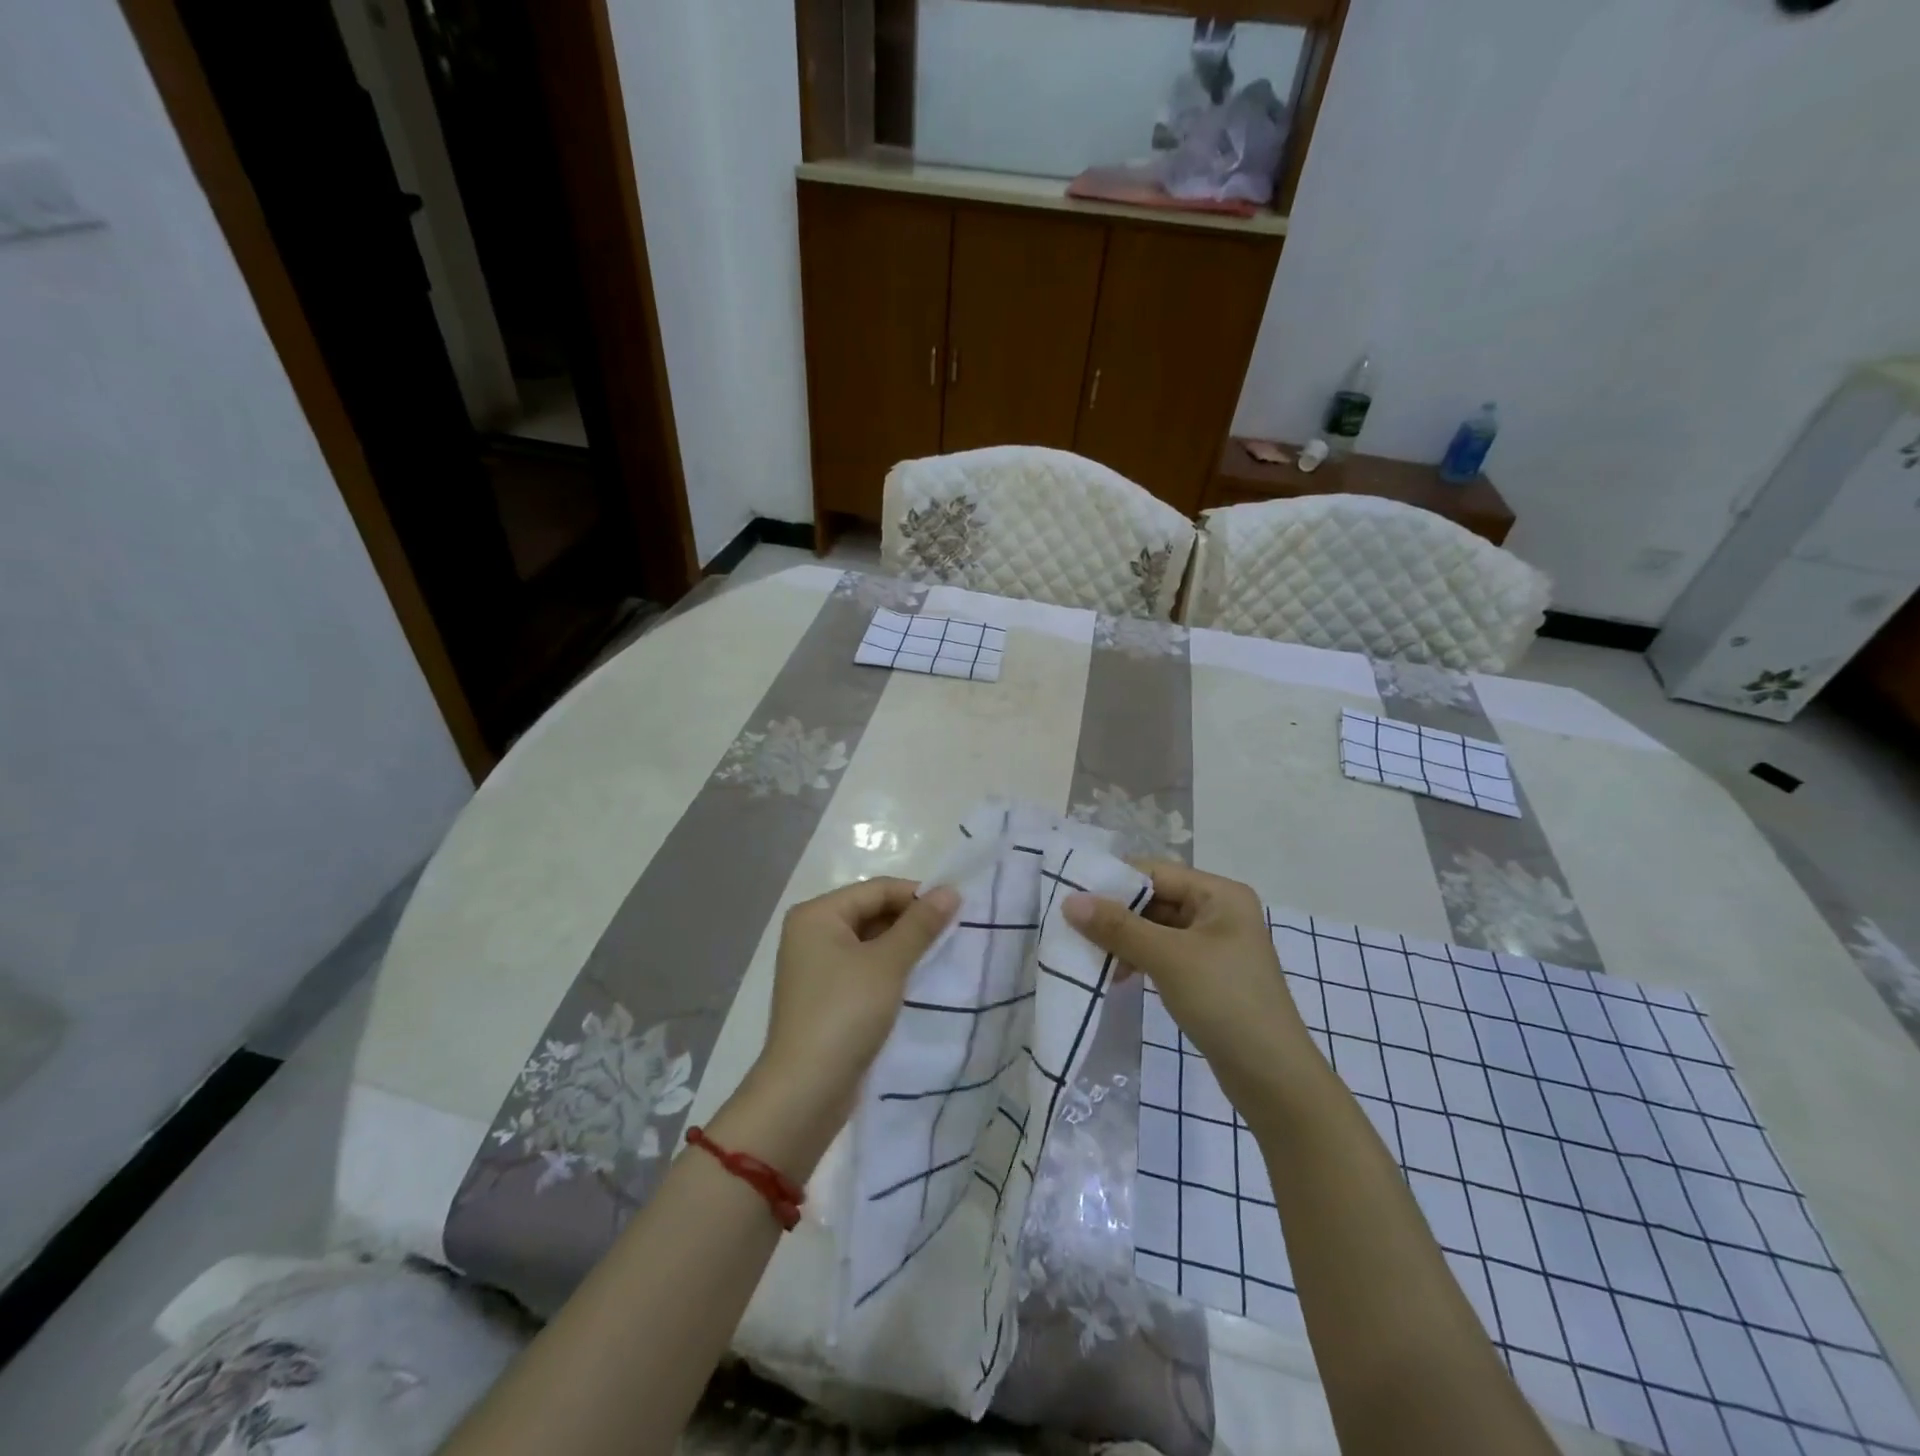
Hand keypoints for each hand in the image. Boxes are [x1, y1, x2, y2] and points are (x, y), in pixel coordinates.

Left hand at [718, 879, 957, 1175]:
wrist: (805, 1092)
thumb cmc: (844, 1014)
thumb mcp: (887, 964)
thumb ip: (920, 925)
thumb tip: (950, 890)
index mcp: (817, 915)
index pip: (876, 889)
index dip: (917, 896)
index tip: (957, 911)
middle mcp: (812, 933)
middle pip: (872, 912)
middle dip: (912, 923)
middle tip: (954, 935)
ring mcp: (817, 967)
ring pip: (870, 943)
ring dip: (904, 948)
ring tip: (942, 957)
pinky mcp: (827, 997)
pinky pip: (864, 969)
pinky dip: (890, 971)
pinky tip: (918, 981)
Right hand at [1064, 863, 1309, 1104]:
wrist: (1273, 1078)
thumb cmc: (1225, 1002)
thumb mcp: (1168, 958)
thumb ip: (1118, 927)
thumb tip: (1070, 900)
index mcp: (1220, 894)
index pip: (1155, 872)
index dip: (1114, 882)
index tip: (1071, 895)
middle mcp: (1218, 911)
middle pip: (1155, 899)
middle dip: (1115, 914)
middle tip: (1072, 927)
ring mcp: (1214, 944)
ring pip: (1155, 928)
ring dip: (1124, 940)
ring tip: (1089, 955)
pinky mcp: (1207, 974)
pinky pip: (1163, 953)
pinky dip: (1138, 959)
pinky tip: (1116, 975)